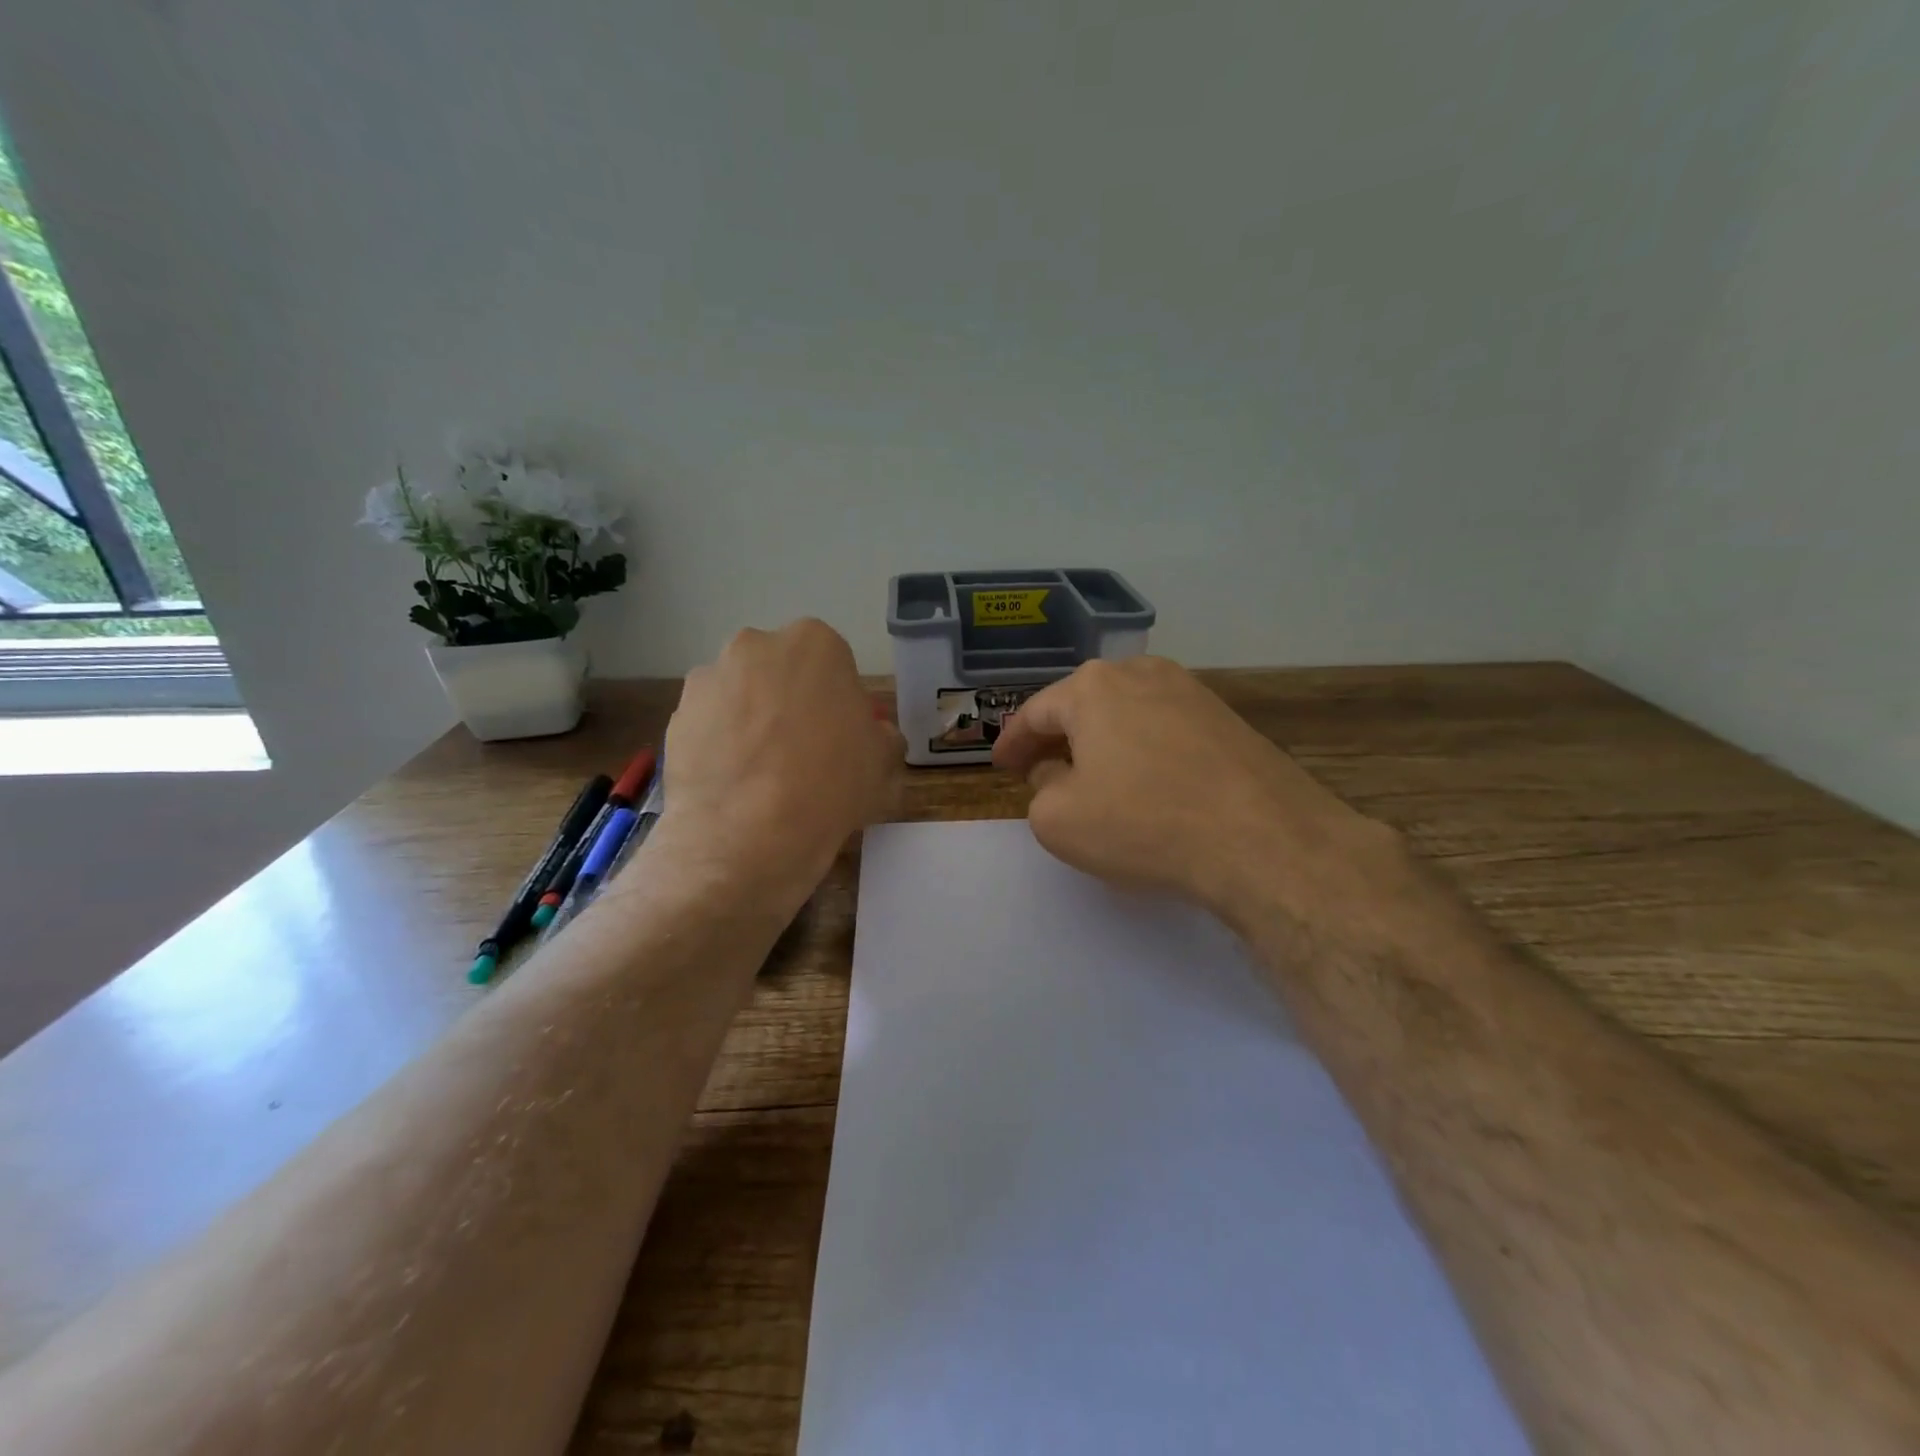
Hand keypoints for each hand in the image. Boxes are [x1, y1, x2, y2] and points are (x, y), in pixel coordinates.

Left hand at [658, 620, 903, 907]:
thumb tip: (873, 734)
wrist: (747, 836)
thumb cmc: (831, 786)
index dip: (838, 701)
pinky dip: (719, 746)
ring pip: (740, 695)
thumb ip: (883, 735)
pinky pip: (709, 725)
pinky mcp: (675, 717)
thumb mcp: (885, 763)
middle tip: (801, 751)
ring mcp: (709, 680)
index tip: (839, 736)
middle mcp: (755, 646)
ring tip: (760, 775)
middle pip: (780, 671)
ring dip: (751, 720)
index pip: (833, 663)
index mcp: (814, 644)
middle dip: (789, 701)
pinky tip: (733, 785)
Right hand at [992, 657, 1393, 922]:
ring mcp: (1191, 691)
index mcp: (1092, 687)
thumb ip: (1041, 790)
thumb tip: (1059, 773)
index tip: (1000, 765)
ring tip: (1091, 774)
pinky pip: (1164, 728)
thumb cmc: (1144, 823)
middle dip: (1057, 737)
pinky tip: (1145, 781)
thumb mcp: (1059, 820)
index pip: (1035, 712)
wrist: (1263, 839)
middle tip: (1040, 769)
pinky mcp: (1227, 718)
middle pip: (1082, 703)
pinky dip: (1141, 749)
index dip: (1012, 742)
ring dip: (1101, 741)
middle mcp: (1141, 673)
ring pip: (1126, 712)